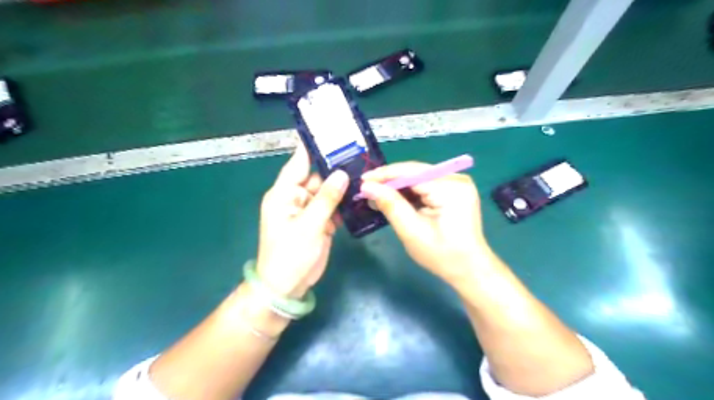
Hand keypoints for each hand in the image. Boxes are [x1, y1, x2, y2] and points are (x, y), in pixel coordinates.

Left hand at [257, 146, 349, 297]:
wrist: (287, 287)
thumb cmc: (290, 254)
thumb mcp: (309, 225)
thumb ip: (326, 198)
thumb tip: (341, 173)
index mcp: (284, 194)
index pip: (297, 163)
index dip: (311, 147)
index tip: (327, 131)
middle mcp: (295, 198)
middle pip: (316, 176)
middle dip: (334, 167)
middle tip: (357, 153)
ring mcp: (308, 211)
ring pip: (326, 191)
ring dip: (341, 185)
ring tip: (363, 170)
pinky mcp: (318, 222)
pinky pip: (332, 206)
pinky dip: (343, 203)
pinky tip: (358, 194)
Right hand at [364, 161, 491, 280]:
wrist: (469, 269)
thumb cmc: (442, 255)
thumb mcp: (412, 231)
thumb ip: (390, 205)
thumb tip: (367, 186)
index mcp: (450, 188)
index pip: (411, 172)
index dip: (385, 175)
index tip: (362, 180)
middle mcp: (456, 178)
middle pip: (415, 172)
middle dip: (390, 180)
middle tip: (366, 188)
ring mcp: (457, 183)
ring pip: (419, 177)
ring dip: (398, 186)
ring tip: (376, 194)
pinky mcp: (454, 190)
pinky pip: (426, 184)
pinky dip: (409, 192)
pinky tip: (394, 198)